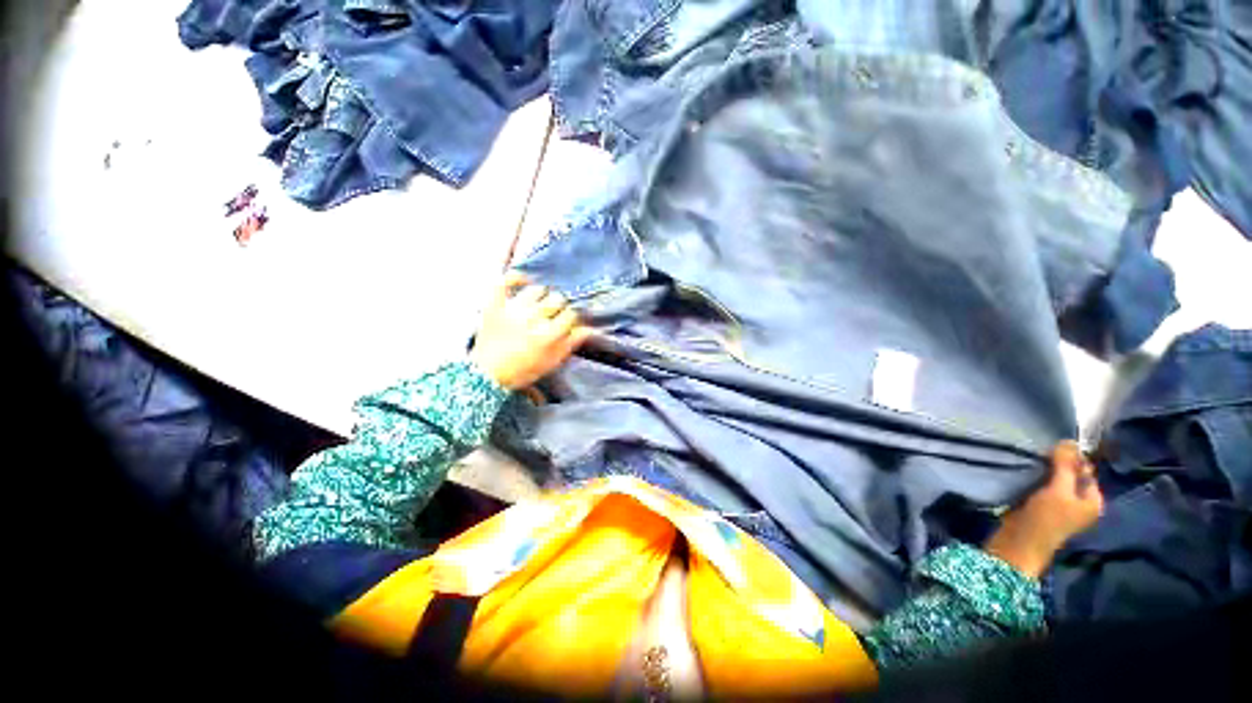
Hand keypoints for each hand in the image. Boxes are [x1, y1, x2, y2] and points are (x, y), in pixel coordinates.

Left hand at [469, 272, 594, 390]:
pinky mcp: (494, 305)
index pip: (571, 314)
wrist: (488, 375)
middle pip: (557, 299)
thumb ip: (572, 343)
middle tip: (552, 315)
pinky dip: (515, 277)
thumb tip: (589, 328)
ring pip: (537, 289)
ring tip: (537, 305)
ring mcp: (513, 310)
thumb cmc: (524, 370)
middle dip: (558, 307)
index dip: (571, 318)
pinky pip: (505, 281)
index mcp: (549, 335)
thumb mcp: (553, 362)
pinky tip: (523, 280)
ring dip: (541, 296)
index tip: (566, 323)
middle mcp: (533, 319)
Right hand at [984, 441, 1104, 578]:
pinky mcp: (1040, 505)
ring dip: (1044, 469)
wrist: (1019, 542)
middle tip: (1040, 451)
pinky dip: (1035, 477)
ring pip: (1054, 479)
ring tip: (1031, 459)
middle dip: (1057, 463)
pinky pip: (1041, 485)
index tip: (1053, 446)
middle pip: (1070, 474)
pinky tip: (1025, 471)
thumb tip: (1069, 440)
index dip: (1073, 457)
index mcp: (1092, 500)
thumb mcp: (1058, 490)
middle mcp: (1079, 502)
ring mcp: (1059, 504)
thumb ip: (1065, 466)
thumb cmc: (1046, 518)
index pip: (1087, 470)